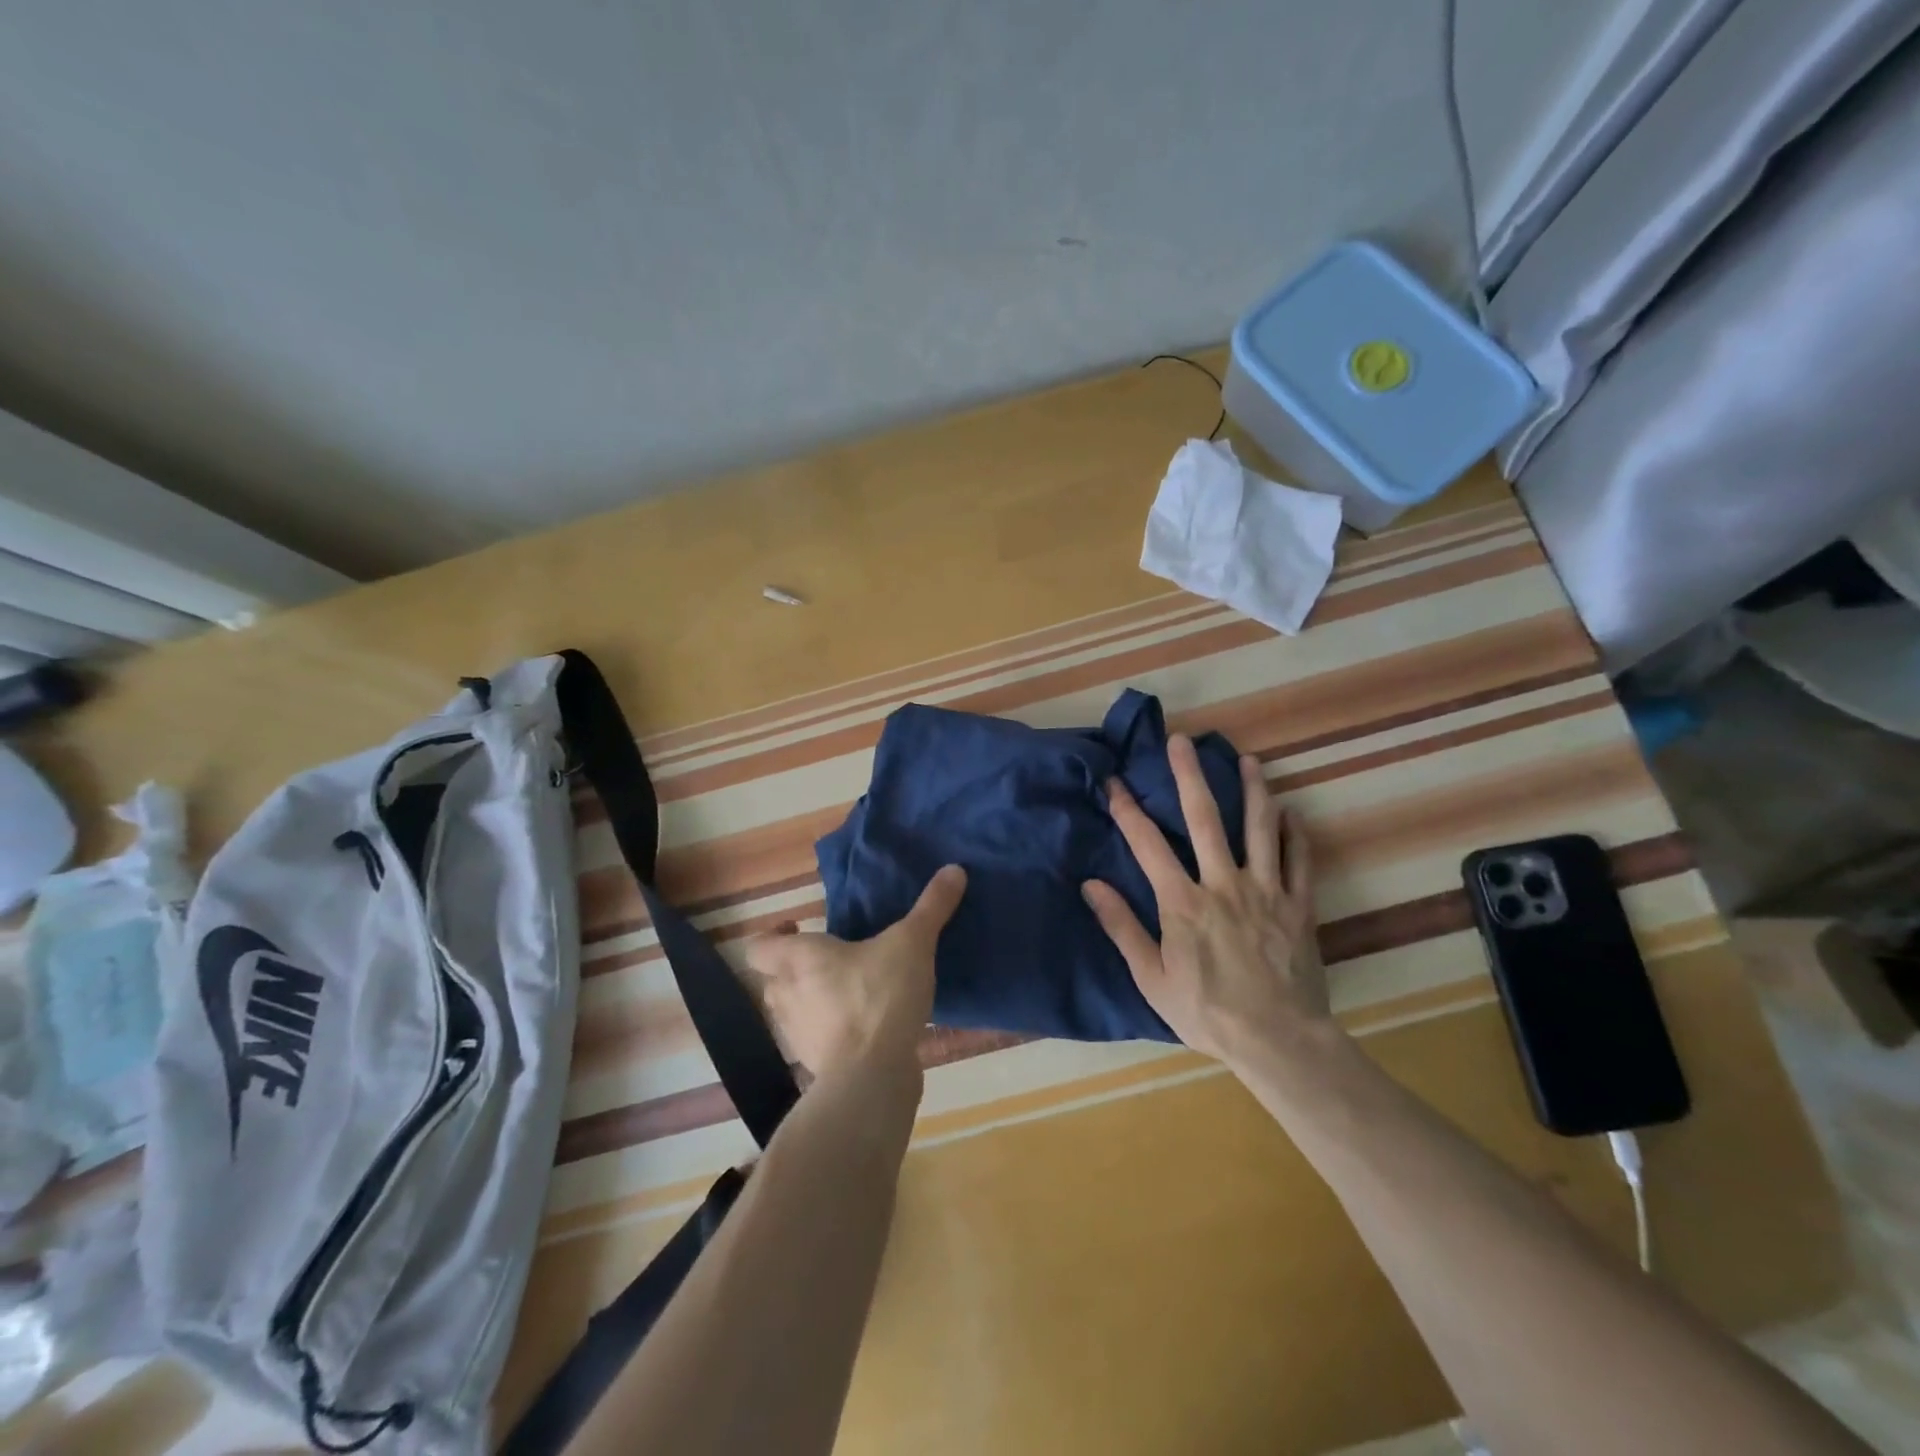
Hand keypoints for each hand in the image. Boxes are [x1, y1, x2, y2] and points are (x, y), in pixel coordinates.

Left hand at [746, 865, 966, 1075]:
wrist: (872, 1076)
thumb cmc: (879, 997)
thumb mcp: (913, 942)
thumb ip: (931, 907)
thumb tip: (954, 869)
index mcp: (798, 959)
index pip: (758, 945)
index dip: (772, 935)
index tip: (800, 927)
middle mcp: (787, 995)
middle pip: (773, 978)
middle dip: (796, 968)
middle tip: (832, 958)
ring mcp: (797, 1036)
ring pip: (792, 1011)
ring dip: (812, 1001)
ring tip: (849, 991)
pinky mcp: (816, 1066)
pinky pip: (816, 1041)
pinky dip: (831, 1032)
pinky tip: (864, 1027)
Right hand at [1082, 737, 1327, 1064]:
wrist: (1279, 1041)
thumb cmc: (1207, 1012)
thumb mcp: (1151, 978)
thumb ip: (1121, 927)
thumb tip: (1090, 885)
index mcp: (1183, 902)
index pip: (1147, 844)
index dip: (1128, 809)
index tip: (1114, 781)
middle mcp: (1223, 883)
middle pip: (1204, 819)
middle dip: (1189, 775)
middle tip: (1182, 740)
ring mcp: (1266, 891)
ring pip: (1260, 828)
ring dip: (1253, 790)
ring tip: (1249, 759)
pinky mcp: (1299, 906)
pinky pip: (1300, 860)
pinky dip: (1295, 833)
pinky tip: (1291, 812)